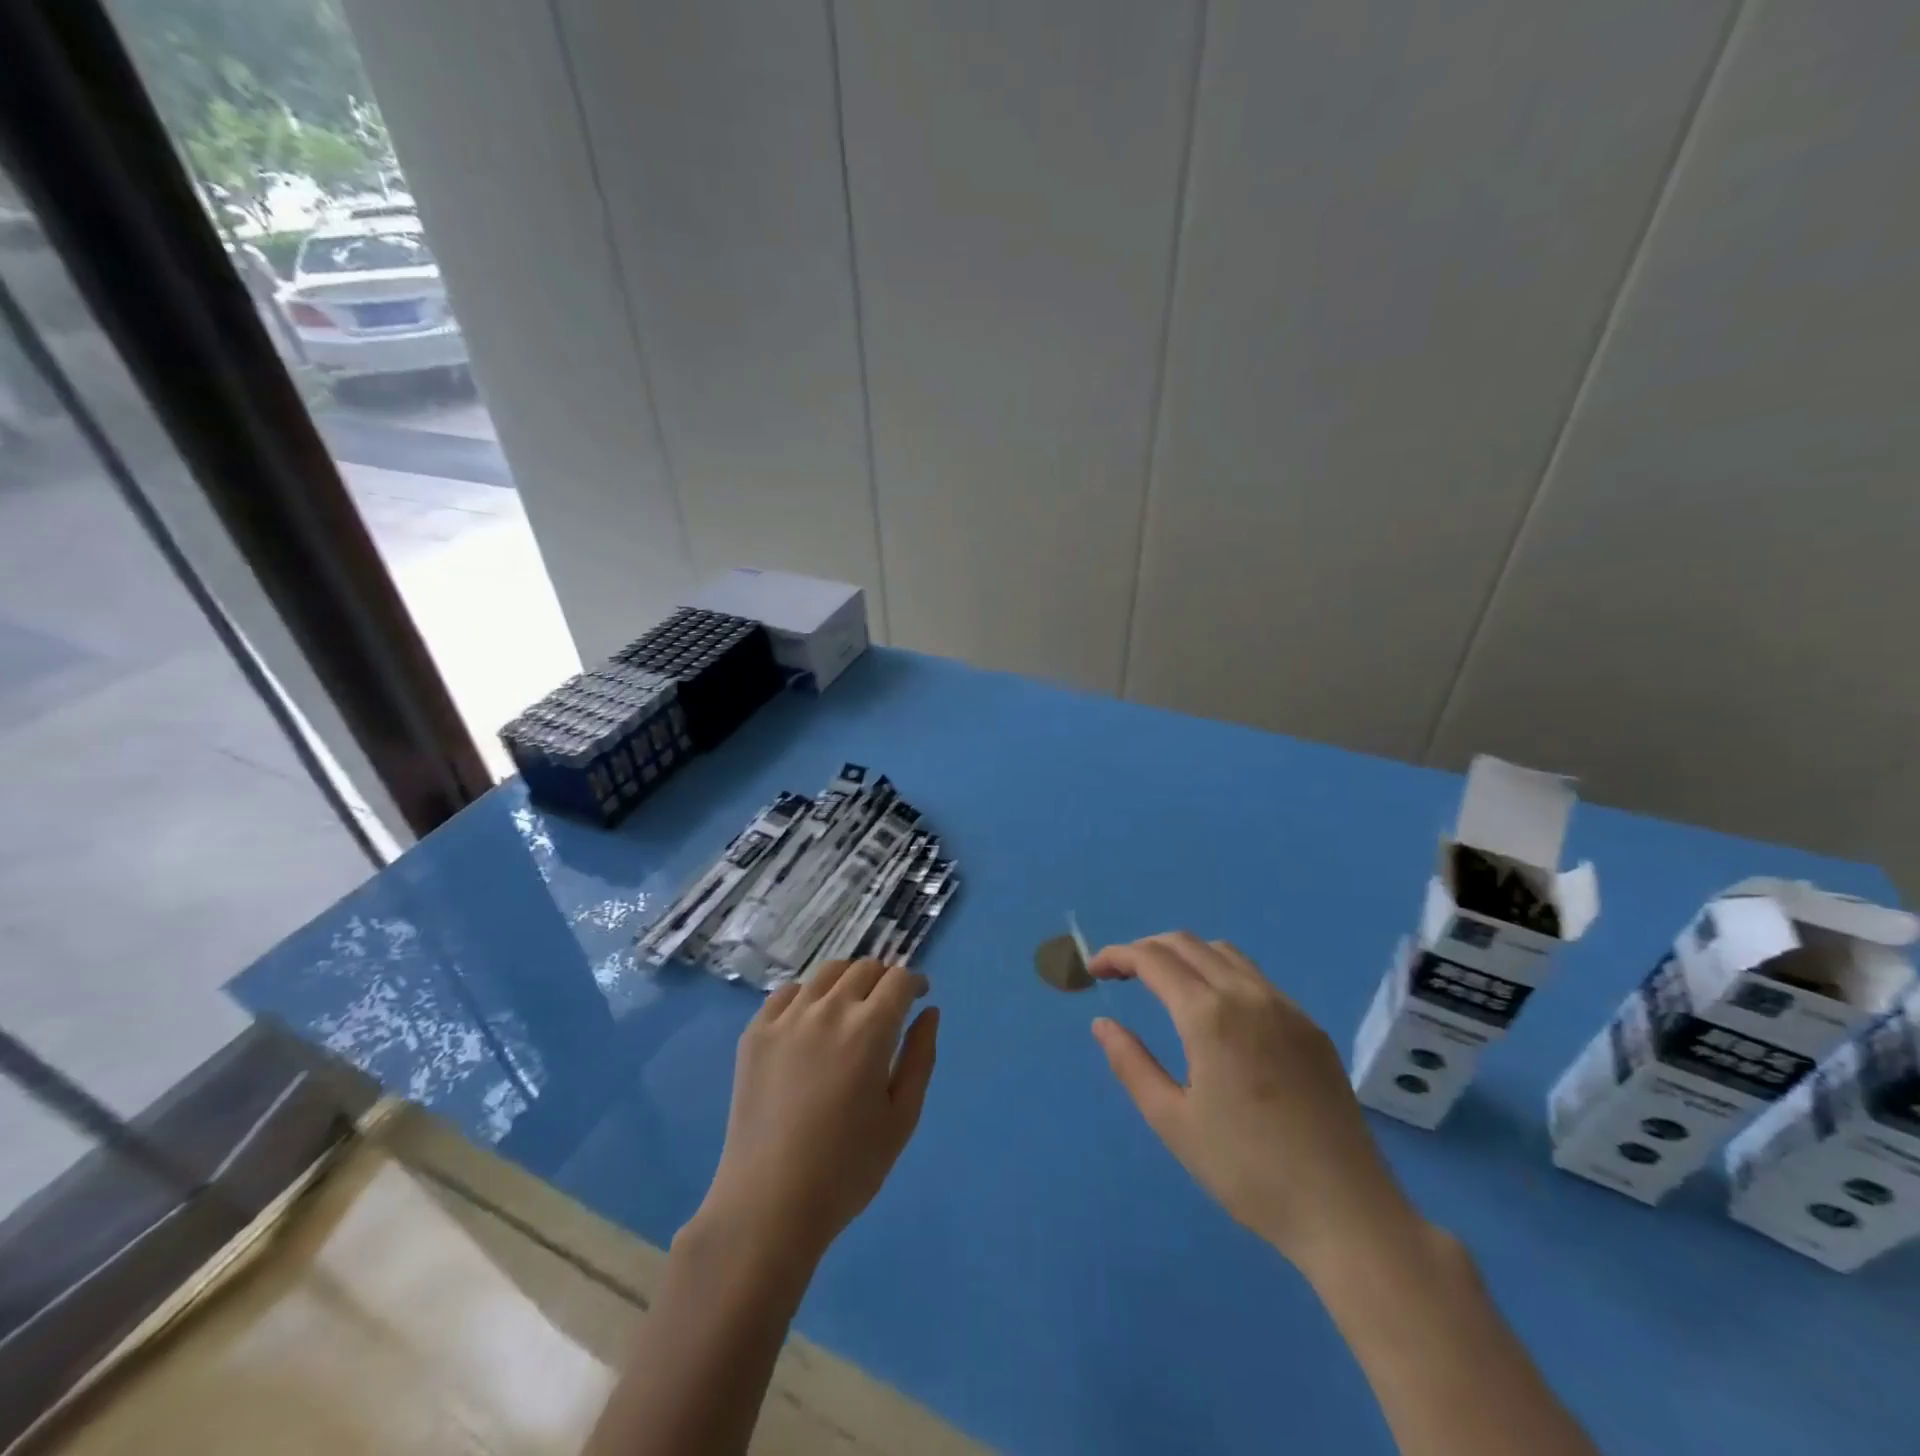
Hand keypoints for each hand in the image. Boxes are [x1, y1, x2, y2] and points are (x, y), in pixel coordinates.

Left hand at [693, 959, 938, 1271]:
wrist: (769, 1204)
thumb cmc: (847, 1169)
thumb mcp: (902, 1118)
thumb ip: (921, 1057)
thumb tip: (929, 1012)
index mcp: (870, 1030)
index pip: (899, 979)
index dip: (914, 983)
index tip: (918, 996)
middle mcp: (829, 1010)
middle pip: (864, 968)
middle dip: (884, 979)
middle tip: (888, 1005)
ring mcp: (787, 1018)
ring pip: (827, 973)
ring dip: (848, 980)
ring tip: (851, 1007)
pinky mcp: (755, 1032)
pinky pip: (788, 993)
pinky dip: (808, 996)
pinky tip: (811, 1023)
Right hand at [1089, 933, 1414, 1271]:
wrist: (1346, 1212)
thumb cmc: (1247, 1171)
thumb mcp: (1172, 1121)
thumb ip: (1130, 1063)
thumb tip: (1102, 1023)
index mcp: (1209, 1015)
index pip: (1152, 959)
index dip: (1117, 956)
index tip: (1094, 970)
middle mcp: (1247, 995)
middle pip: (1187, 943)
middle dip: (1147, 948)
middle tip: (1121, 974)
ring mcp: (1285, 1007)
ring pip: (1224, 952)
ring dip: (1185, 954)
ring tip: (1163, 984)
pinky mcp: (1309, 1027)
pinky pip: (1255, 977)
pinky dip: (1220, 972)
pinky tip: (1215, 1011)